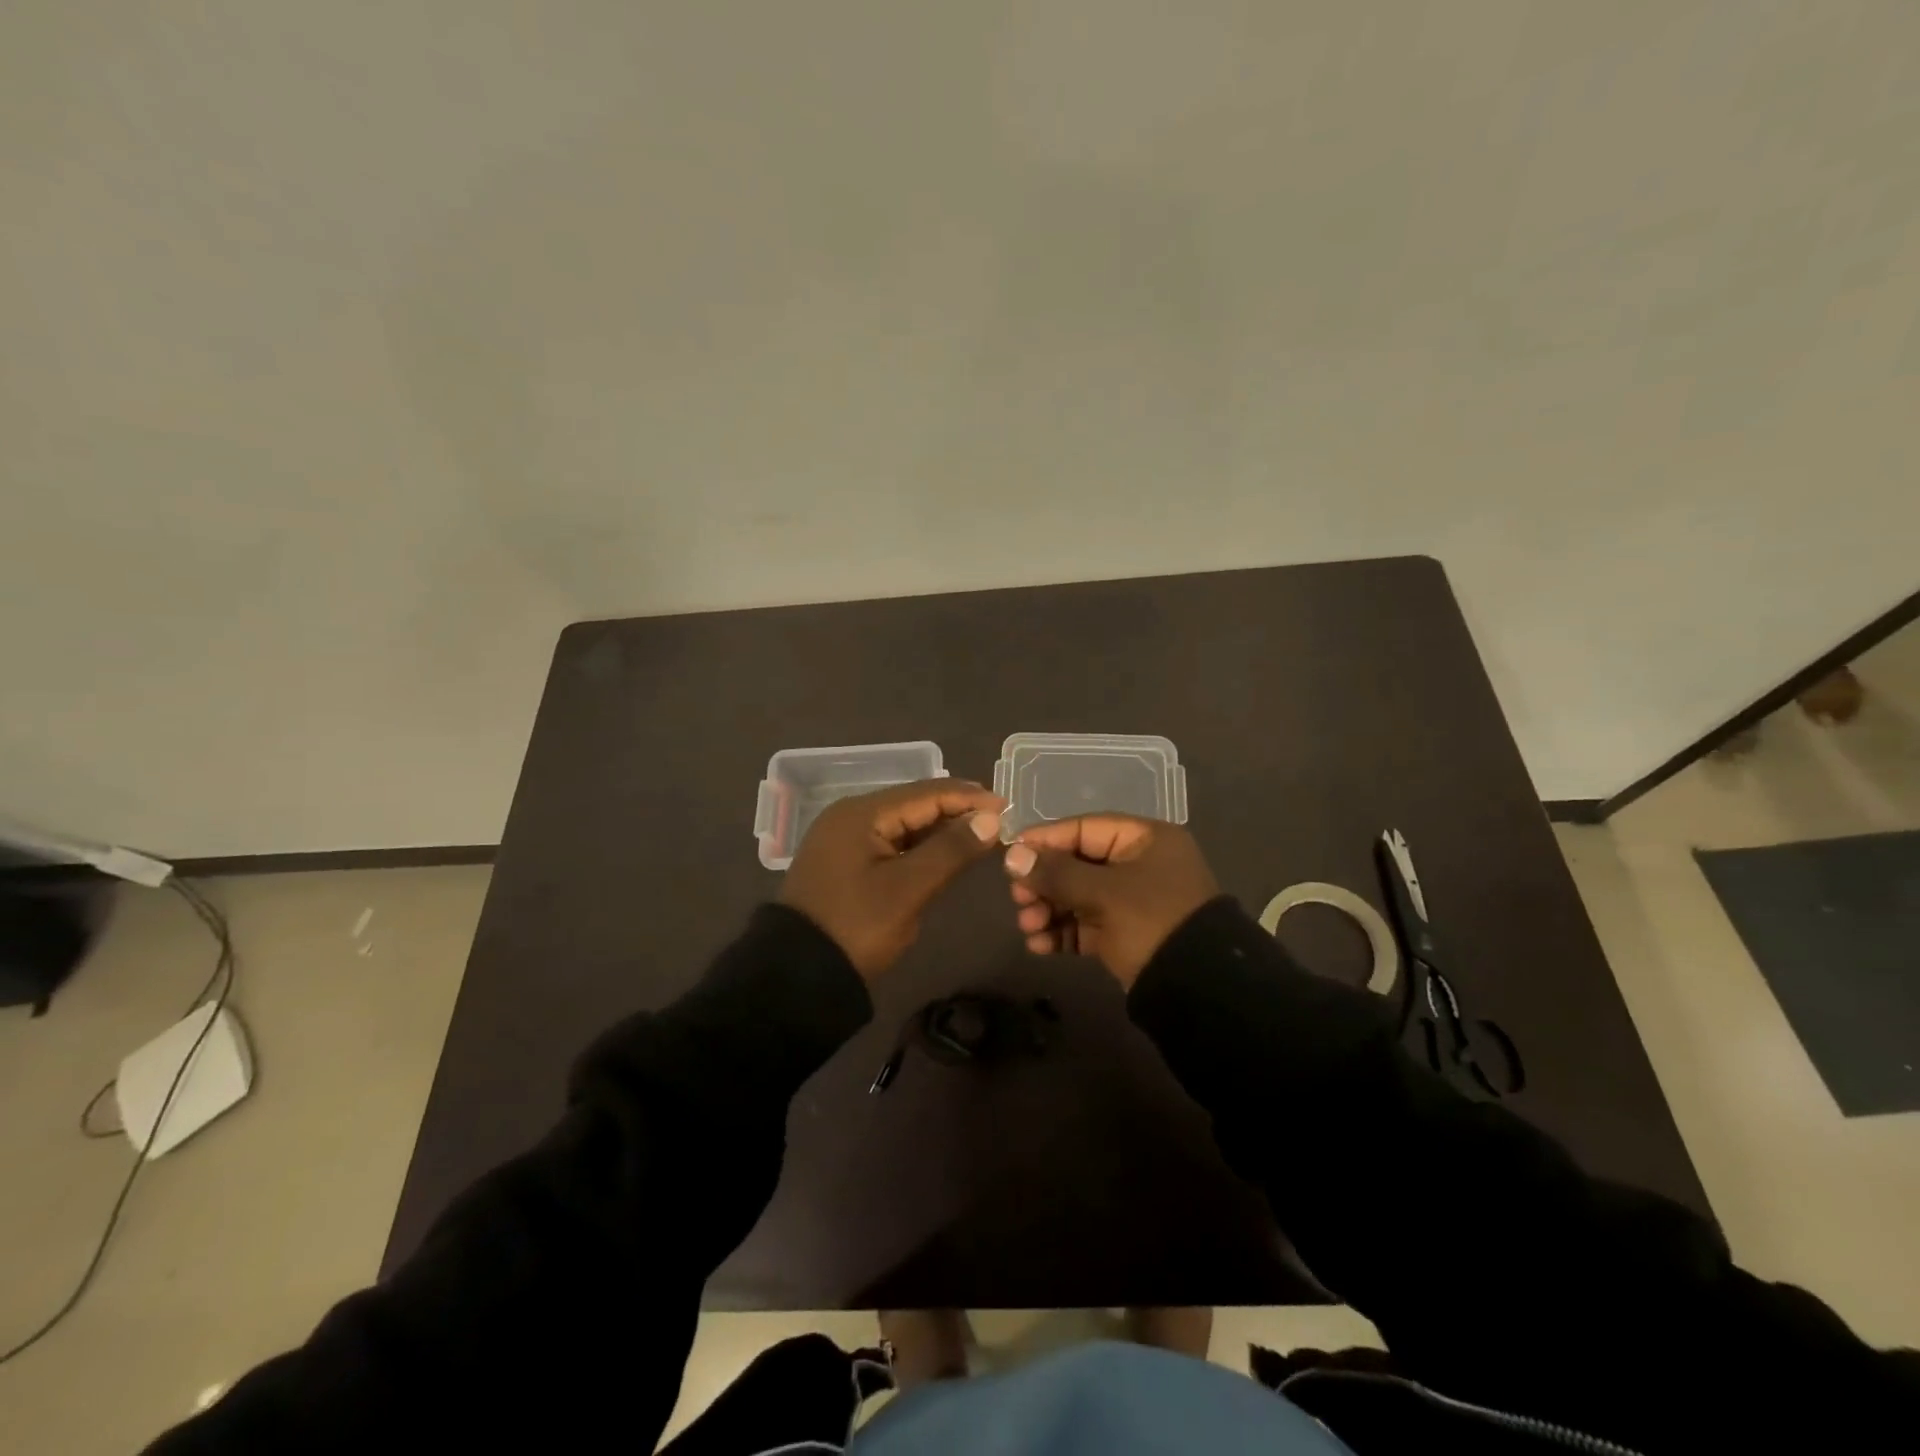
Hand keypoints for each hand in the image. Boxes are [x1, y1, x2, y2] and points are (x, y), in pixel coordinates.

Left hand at [780, 779, 1004, 979]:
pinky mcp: (845, 863)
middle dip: (956, 812)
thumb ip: (951, 850)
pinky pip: (890, 843)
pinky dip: (920, 847)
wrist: (796, 975)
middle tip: (998, 822)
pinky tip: (944, 853)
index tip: (1006, 807)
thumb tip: (989, 818)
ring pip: (903, 825)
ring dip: (940, 830)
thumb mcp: (908, 889)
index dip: (968, 798)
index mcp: (861, 813)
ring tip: (980, 836)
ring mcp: (845, 840)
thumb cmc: (856, 926)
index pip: (925, 793)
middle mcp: (850, 816)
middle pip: (913, 805)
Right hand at [1003, 815, 1218, 987]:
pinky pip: (1085, 925)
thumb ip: (1056, 873)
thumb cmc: (1152, 922)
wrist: (1198, 991)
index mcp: (1145, 840)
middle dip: (1044, 882)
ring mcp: (1132, 901)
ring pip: (1078, 896)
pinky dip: (1062, 933)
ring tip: (1026, 926)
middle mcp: (1139, 865)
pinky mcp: (1125, 934)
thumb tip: (1012, 856)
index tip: (1011, 855)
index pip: (1084, 829)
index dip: (1045, 840)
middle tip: (1018, 898)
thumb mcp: (1104, 893)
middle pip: (1077, 863)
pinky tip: (1039, 945)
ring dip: (1048, 910)